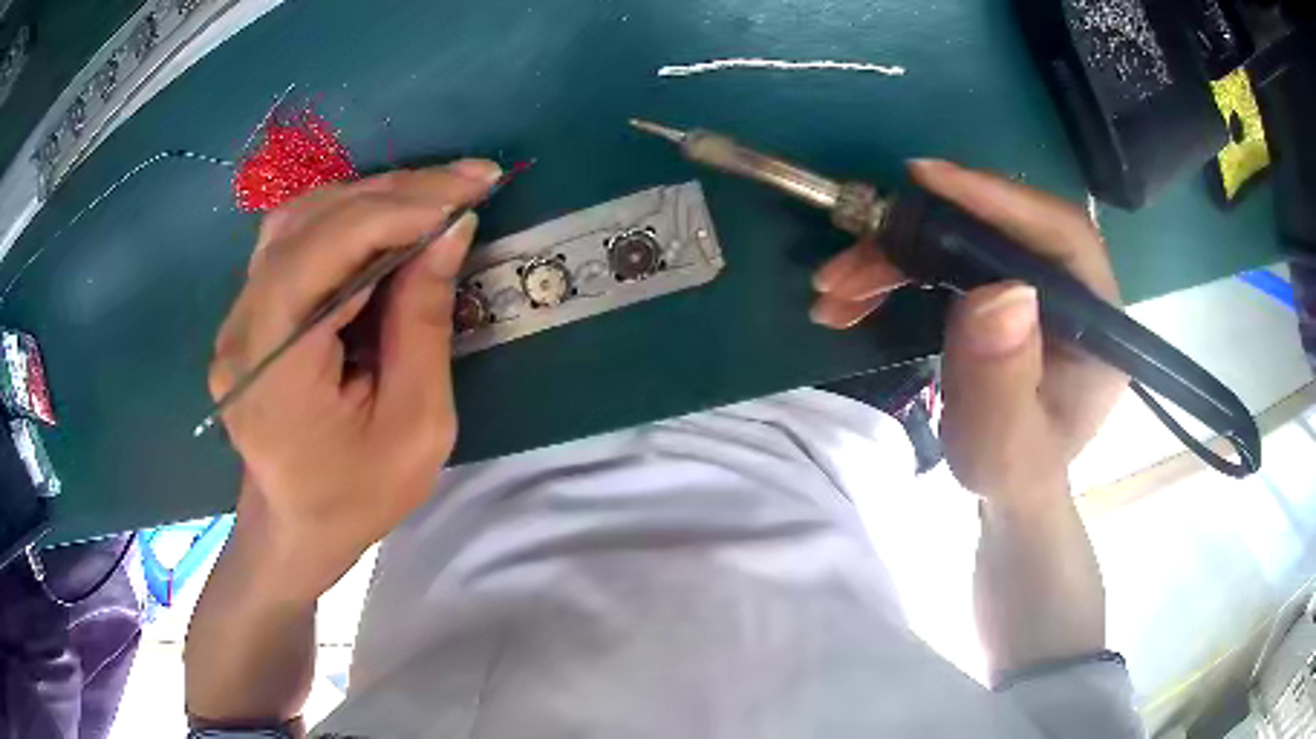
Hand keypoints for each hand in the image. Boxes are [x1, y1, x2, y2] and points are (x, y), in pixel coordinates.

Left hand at [209, 159, 501, 596]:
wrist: (296, 525)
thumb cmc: (358, 496)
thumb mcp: (416, 427)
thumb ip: (424, 324)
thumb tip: (450, 230)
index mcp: (272, 369)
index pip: (322, 251)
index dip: (395, 211)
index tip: (467, 195)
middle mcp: (241, 328)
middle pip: (310, 223)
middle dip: (395, 193)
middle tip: (467, 182)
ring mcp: (238, 315)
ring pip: (299, 219)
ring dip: (371, 198)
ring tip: (434, 199)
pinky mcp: (249, 311)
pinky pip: (295, 240)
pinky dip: (347, 218)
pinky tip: (387, 223)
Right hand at [811, 159, 1126, 500]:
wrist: (1008, 480)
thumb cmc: (1015, 471)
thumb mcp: (1007, 447)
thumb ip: (1005, 384)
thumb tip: (997, 293)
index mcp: (1096, 319)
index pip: (1061, 234)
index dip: (1000, 199)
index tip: (927, 180)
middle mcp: (1067, 286)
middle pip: (997, 227)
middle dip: (917, 236)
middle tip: (848, 263)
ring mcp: (1029, 282)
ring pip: (960, 239)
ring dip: (891, 256)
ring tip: (834, 291)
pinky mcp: (996, 286)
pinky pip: (942, 259)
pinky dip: (893, 272)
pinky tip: (853, 297)